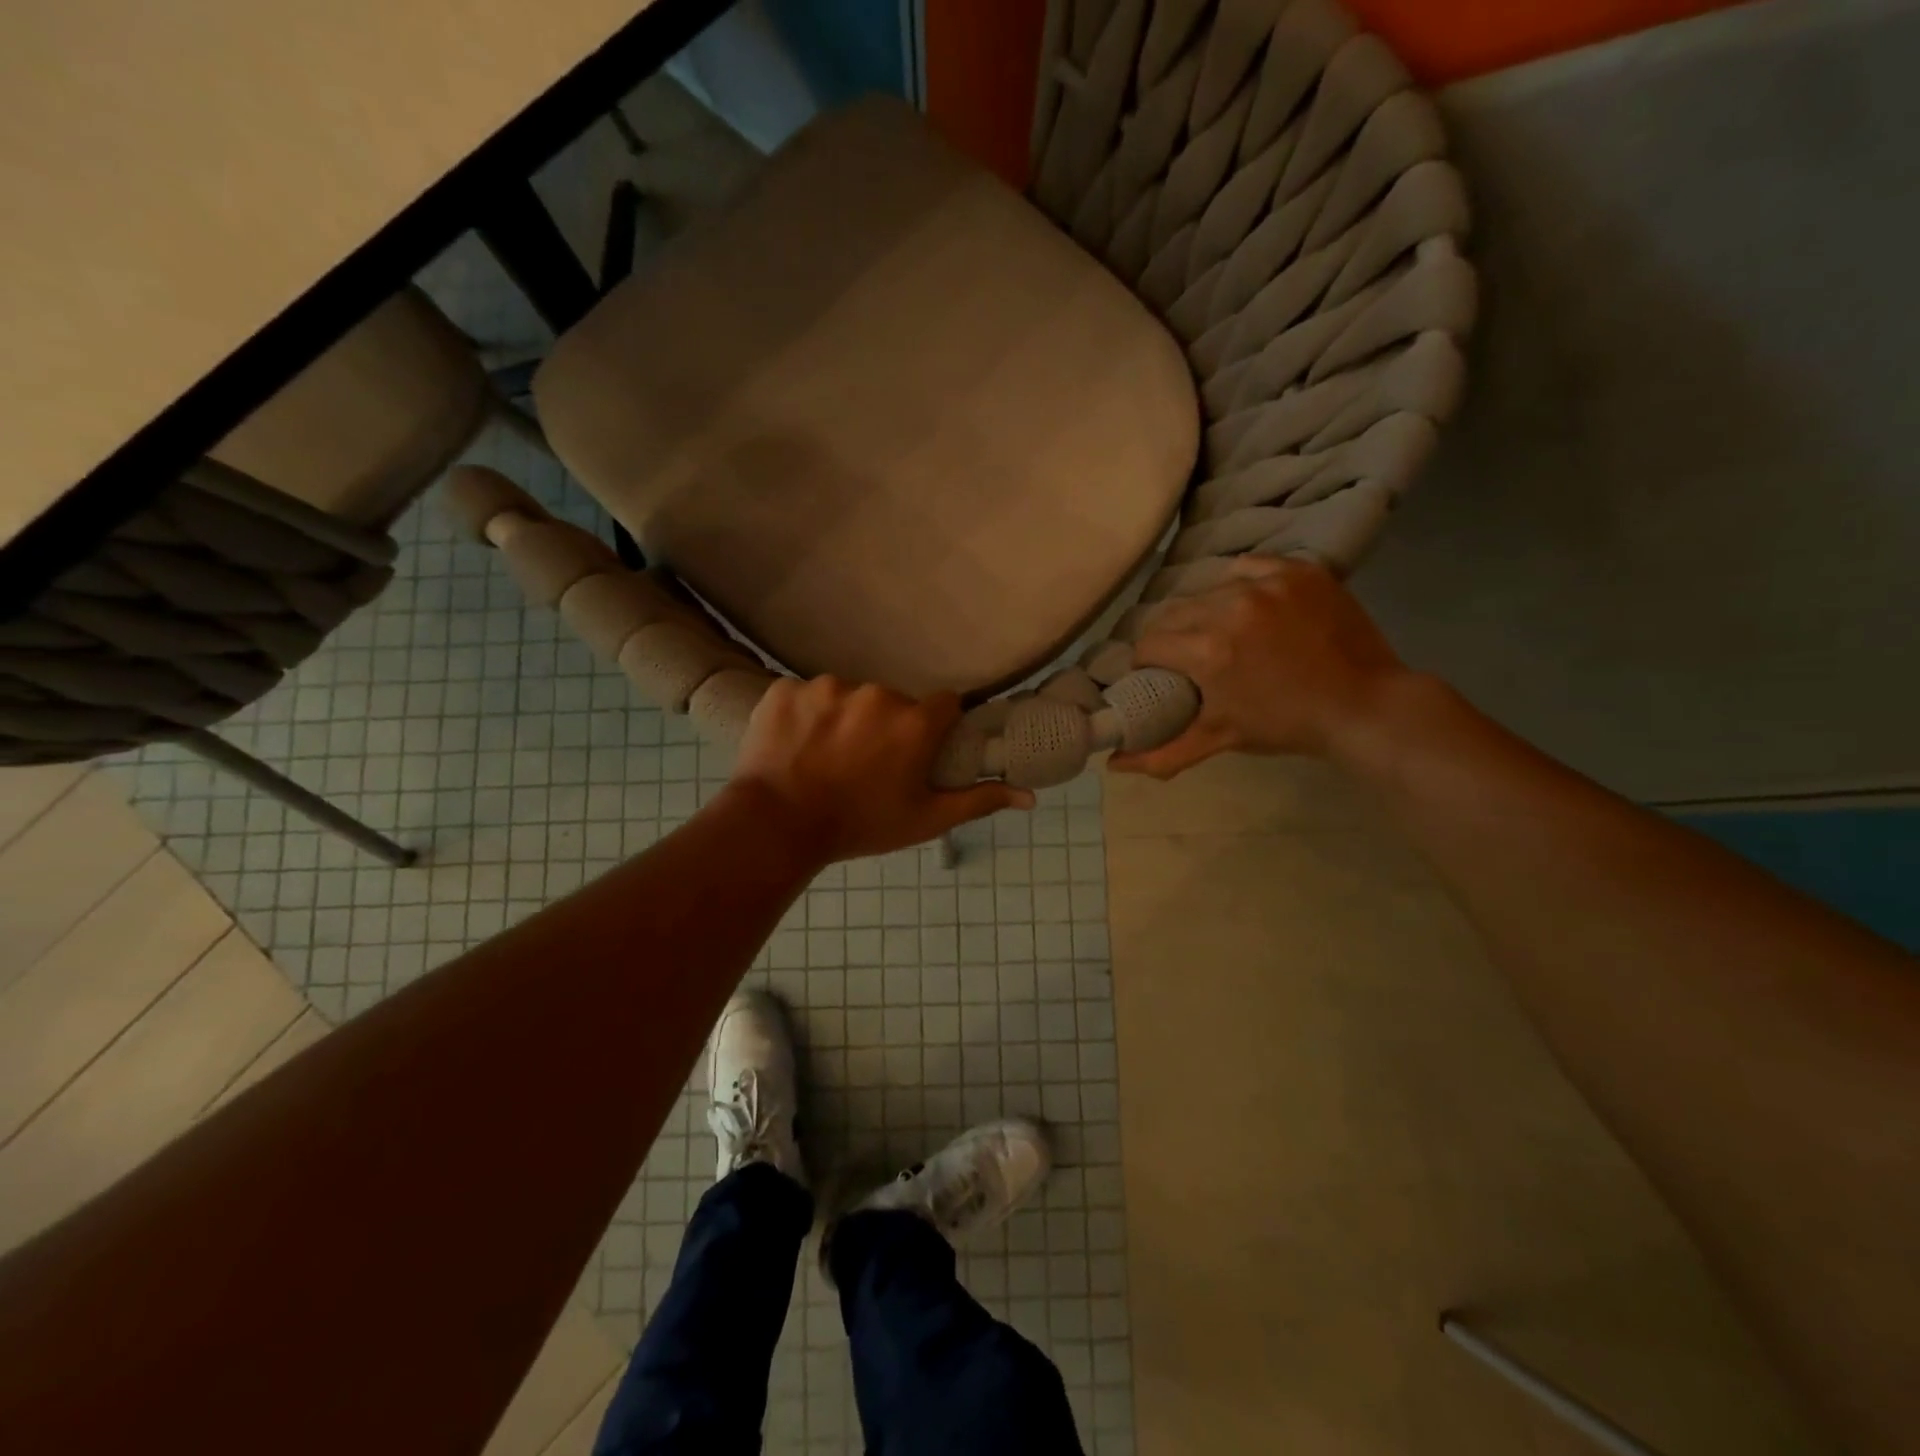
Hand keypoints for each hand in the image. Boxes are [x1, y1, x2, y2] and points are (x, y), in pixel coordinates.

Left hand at [730, 677, 1033, 862]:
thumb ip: (978, 800)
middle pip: (892, 701)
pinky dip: (803, 716)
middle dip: (885, 726)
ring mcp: (826, 687)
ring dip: (843, 719)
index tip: (917, 750)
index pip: (943, 705)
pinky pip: (804, 696)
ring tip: (825, 757)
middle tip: (865, 763)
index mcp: (914, 722)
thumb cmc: (860, 825)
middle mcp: (876, 694)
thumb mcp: (925, 819)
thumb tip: (1030, 796)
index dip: (934, 728)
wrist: (777, 826)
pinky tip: (795, 745)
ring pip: (847, 696)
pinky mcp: (785, 689)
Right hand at [1109, 557, 1416, 778]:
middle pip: (1173, 612)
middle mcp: (1229, 607)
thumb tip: (1113, 765)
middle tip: (1189, 655)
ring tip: (1221, 631)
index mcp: (1206, 650)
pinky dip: (1241, 584)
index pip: (1149, 644)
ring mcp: (1266, 583)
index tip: (1159, 673)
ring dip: (1206, 610)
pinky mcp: (1296, 570)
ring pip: (1208, 589)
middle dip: (1172, 635)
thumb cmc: (1286, 725)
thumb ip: (1163, 754)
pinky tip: (1249, 604)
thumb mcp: (1220, 739)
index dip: (1147, 662)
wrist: (1364, 705)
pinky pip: (1248, 567)